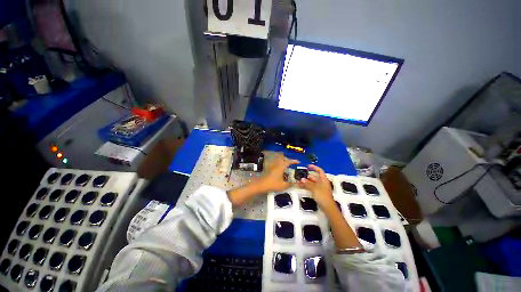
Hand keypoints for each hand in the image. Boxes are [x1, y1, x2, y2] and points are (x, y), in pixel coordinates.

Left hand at [227, 155, 297, 205]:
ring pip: (279, 161)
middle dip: (288, 160)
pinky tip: (281, 172)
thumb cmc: (272, 184)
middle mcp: (277, 164)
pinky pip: (276, 164)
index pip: (288, 161)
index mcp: (281, 167)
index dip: (294, 161)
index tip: (298, 162)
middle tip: (292, 164)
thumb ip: (290, 184)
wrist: (261, 185)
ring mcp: (272, 166)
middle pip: (283, 159)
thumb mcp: (283, 185)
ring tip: (287, 167)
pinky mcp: (269, 169)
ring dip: (283, 162)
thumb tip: (294, 183)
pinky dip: (280, 165)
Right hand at [296, 165, 334, 208]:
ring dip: (305, 182)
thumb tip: (301, 179)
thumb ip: (307, 183)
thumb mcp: (314, 188)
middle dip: (306, 176)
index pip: (320, 171)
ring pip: (311, 183)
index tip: (307, 166)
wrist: (327, 207)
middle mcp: (322, 182)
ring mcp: (320, 188)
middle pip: (314, 177)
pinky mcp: (317, 192)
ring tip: (297, 181)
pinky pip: (311, 187)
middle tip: (299, 176)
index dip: (314, 167)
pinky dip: (306, 186)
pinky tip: (300, 186)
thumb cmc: (322, 195)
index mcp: (323, 179)